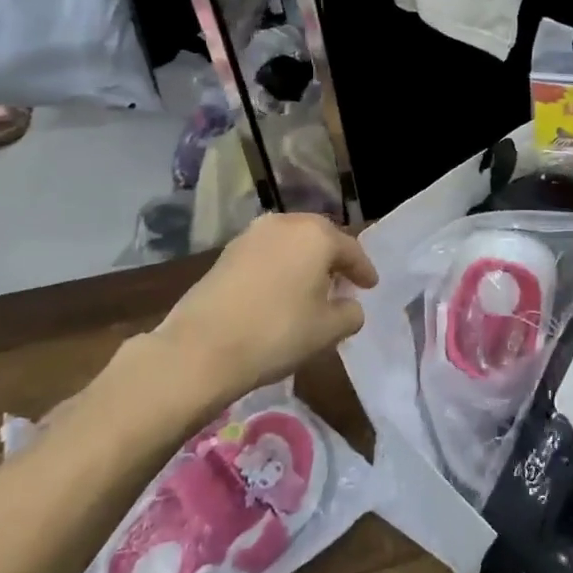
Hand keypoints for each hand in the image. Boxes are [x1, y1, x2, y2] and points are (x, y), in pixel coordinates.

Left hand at [144, 214, 376, 401]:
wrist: (200, 348)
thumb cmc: (277, 333)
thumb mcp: (328, 330)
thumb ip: (350, 313)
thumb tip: (349, 306)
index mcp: (317, 235)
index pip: (351, 250)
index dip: (364, 271)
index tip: (371, 286)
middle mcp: (286, 223)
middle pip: (320, 238)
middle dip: (333, 260)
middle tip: (343, 282)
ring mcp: (252, 235)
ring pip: (291, 243)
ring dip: (304, 261)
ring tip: (310, 288)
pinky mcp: (226, 252)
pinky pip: (267, 254)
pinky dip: (280, 267)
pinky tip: (280, 291)